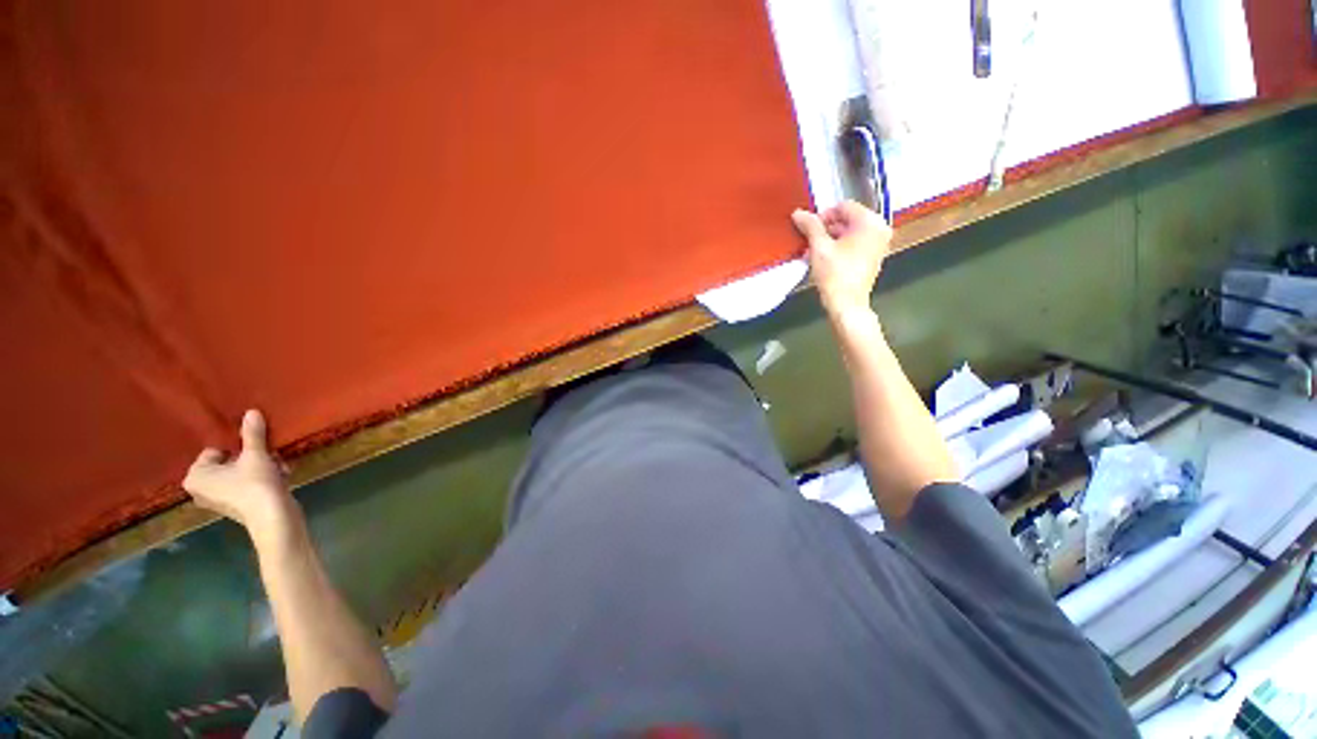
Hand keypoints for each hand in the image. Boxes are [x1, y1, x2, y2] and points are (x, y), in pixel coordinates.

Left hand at [184, 409, 297, 536]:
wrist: (272, 516)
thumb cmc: (254, 484)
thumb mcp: (255, 454)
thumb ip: (252, 434)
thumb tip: (251, 411)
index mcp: (195, 476)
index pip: (215, 450)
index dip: (238, 447)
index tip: (256, 448)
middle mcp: (200, 489)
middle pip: (229, 462)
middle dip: (251, 458)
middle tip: (271, 456)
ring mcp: (217, 500)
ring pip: (240, 473)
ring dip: (261, 467)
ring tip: (279, 466)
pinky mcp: (236, 507)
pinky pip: (246, 485)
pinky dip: (262, 479)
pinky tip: (280, 477)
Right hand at [792, 201, 892, 319]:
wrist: (847, 304)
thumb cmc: (835, 275)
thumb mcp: (819, 247)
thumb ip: (810, 226)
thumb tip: (799, 213)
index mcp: (870, 222)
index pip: (843, 206)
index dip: (823, 216)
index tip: (809, 229)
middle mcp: (879, 229)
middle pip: (847, 219)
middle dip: (825, 229)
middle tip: (809, 241)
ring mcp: (878, 244)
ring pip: (849, 232)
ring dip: (830, 239)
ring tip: (813, 252)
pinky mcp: (873, 257)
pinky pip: (854, 244)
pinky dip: (839, 248)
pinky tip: (823, 259)